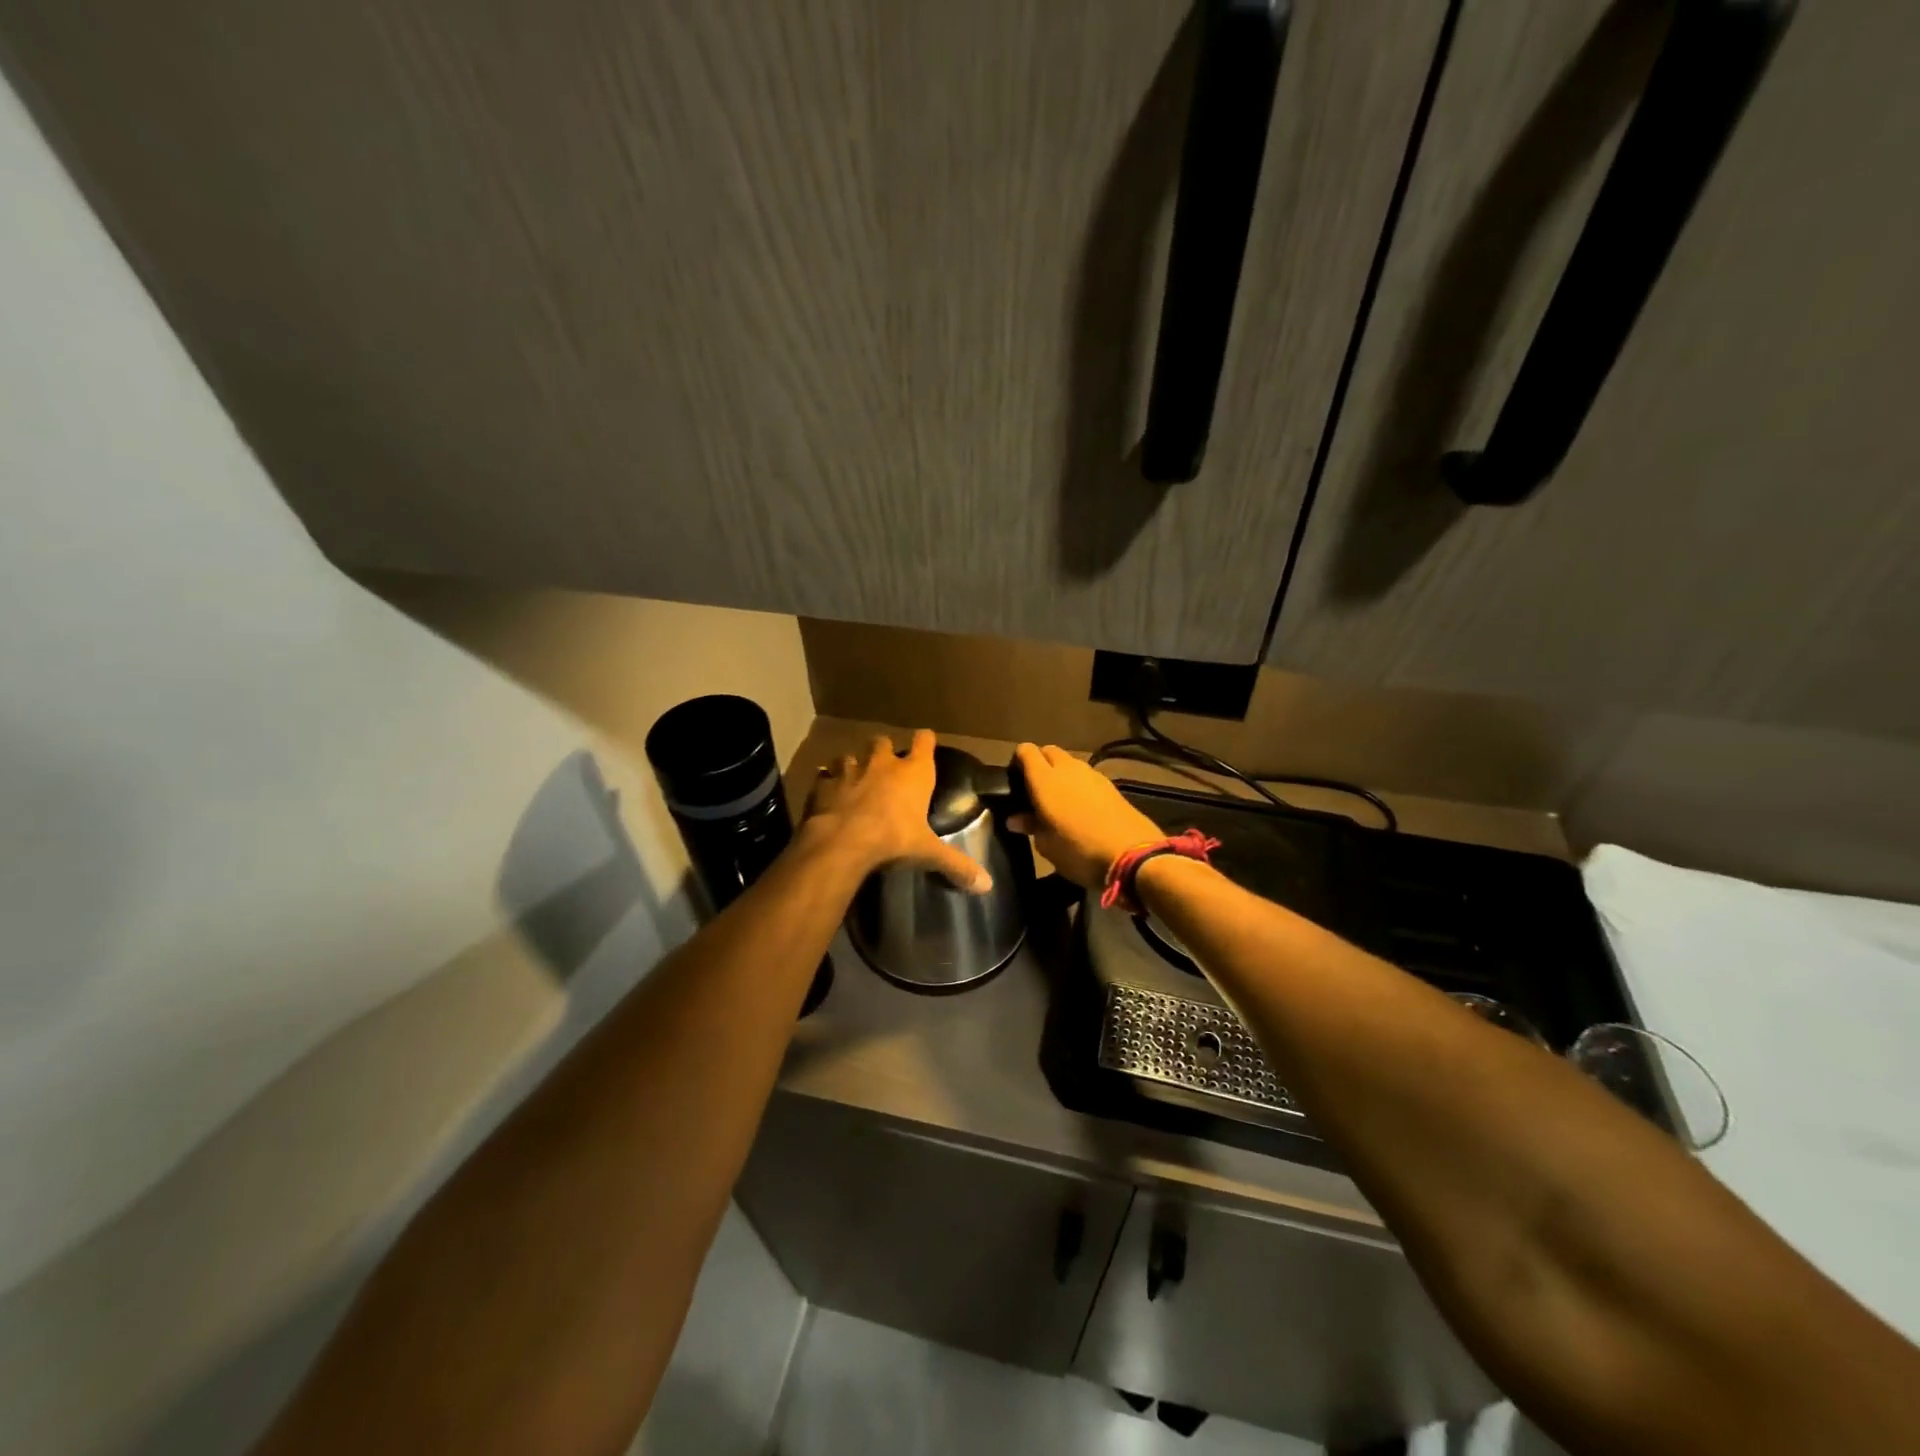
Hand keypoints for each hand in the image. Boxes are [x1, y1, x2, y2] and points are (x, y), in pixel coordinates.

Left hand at [806, 730, 992, 892]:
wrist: (842, 842)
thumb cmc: (893, 839)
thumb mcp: (928, 853)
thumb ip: (956, 865)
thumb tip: (987, 885)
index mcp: (913, 773)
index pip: (924, 741)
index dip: (925, 741)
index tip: (926, 742)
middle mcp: (882, 764)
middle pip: (883, 742)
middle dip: (884, 751)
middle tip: (885, 767)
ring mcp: (849, 771)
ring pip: (850, 756)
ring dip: (853, 765)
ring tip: (854, 780)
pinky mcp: (823, 785)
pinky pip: (824, 776)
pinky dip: (826, 783)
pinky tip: (827, 795)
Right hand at [1008, 743, 1163, 891]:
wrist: (1133, 856)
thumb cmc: (1079, 852)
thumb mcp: (1047, 846)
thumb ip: (1031, 825)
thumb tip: (1015, 818)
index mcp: (1045, 780)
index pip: (1026, 751)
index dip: (1018, 760)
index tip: (1014, 779)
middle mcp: (1068, 769)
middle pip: (1049, 751)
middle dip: (1040, 763)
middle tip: (1034, 789)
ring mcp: (1093, 775)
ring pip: (1070, 762)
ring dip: (1061, 773)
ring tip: (1058, 799)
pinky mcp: (1111, 785)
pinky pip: (1087, 776)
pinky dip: (1079, 784)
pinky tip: (1081, 806)